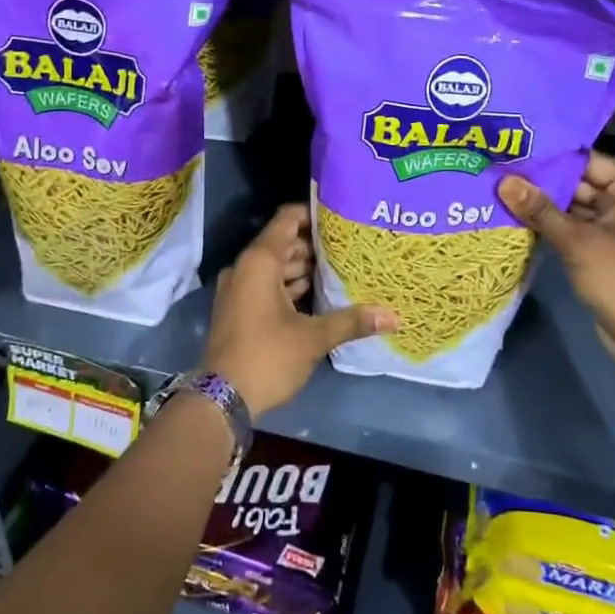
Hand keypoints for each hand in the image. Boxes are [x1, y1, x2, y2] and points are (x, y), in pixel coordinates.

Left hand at [201, 204, 396, 417]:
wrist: (221, 399)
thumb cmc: (267, 356)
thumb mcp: (313, 338)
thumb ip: (351, 321)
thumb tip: (393, 316)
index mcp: (259, 262)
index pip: (287, 219)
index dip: (312, 214)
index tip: (340, 217)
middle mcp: (245, 268)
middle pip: (283, 243)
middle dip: (314, 245)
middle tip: (350, 246)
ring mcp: (239, 289)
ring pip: (275, 267)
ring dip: (303, 268)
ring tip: (340, 270)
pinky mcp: (239, 310)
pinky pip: (267, 286)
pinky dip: (289, 287)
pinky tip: (319, 296)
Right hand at [497, 155, 614, 381]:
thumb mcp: (580, 243)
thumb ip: (540, 210)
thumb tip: (503, 181)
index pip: (587, 161)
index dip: (549, 157)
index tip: (511, 149)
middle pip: (578, 183)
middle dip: (540, 182)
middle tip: (496, 170)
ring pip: (572, 207)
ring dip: (540, 205)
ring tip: (497, 189)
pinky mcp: (602, 252)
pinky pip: (572, 230)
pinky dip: (548, 227)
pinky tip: (513, 218)